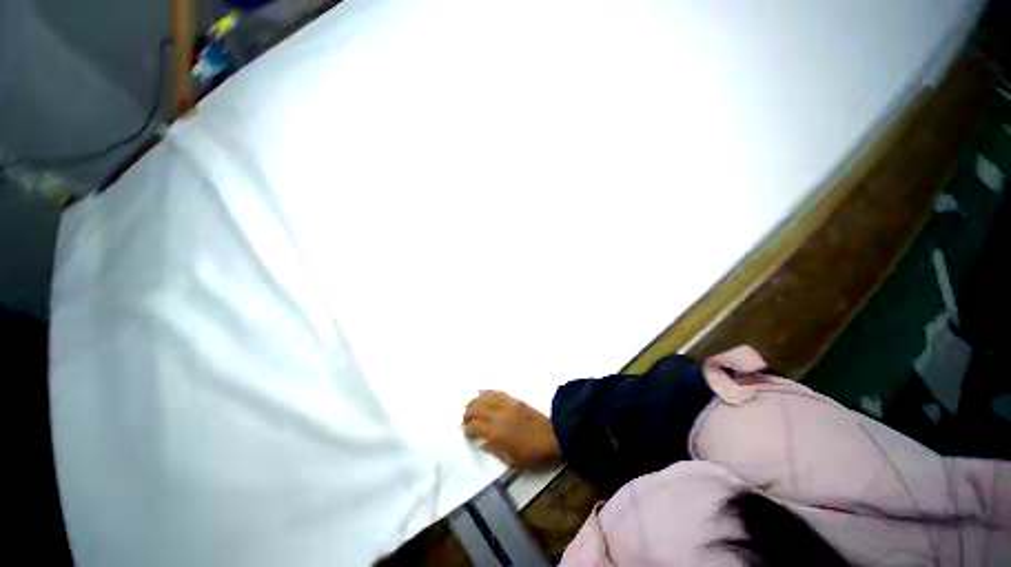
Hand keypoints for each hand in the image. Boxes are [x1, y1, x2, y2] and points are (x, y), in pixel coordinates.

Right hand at [463, 391, 560, 468]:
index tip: (467, 434)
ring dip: (475, 401)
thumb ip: (495, 451)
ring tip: (470, 407)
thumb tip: (482, 443)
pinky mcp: (514, 400)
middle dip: (467, 413)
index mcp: (497, 432)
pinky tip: (482, 394)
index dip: (467, 430)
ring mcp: (507, 405)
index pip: (474, 426)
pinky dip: (487, 392)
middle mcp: (499, 415)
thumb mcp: (512, 461)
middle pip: (476, 408)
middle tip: (465, 420)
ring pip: (485, 398)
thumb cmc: (533, 454)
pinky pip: (497, 392)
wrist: (553, 436)